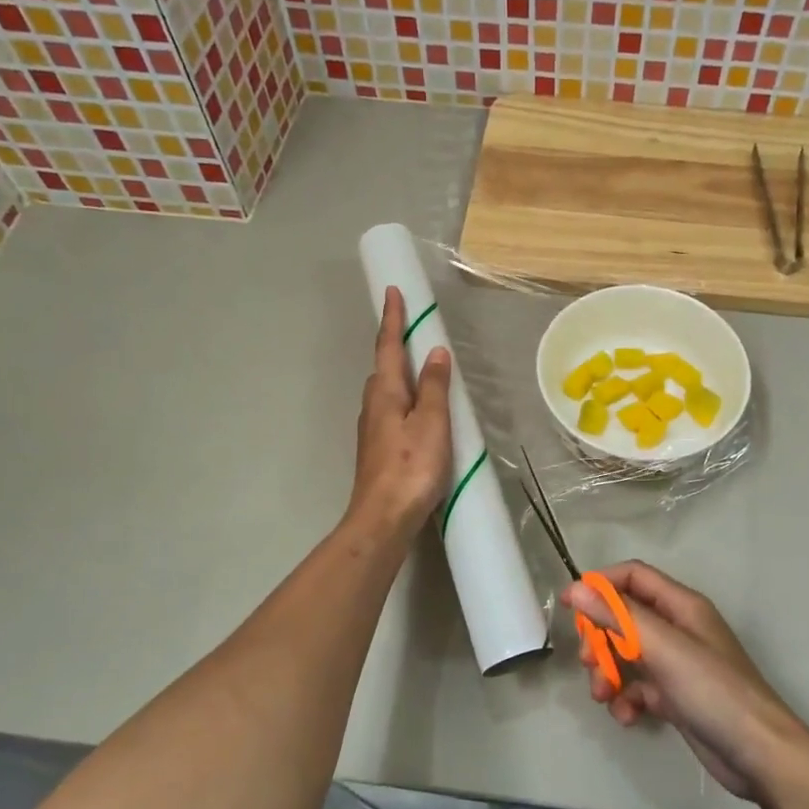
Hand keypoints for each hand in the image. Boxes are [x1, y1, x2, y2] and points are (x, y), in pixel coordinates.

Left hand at [349, 286, 452, 534]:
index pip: (389, 346)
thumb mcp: (431, 423)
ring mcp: (373, 429)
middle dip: (395, 343)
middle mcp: (373, 405)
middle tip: (411, 325)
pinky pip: (392, 409)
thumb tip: (436, 352)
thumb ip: (434, 387)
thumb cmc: (411, 467)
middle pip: (384, 367)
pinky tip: (416, 409)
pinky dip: (404, 397)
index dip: (393, 319)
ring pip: (386, 390)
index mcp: (386, 393)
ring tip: (419, 364)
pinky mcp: (378, 448)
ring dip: (400, 371)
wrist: (383, 517)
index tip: (392, 291)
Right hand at [563, 561, 808, 799]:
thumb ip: (618, 616)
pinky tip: (627, 717)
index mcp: (681, 606)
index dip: (601, 585)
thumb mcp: (663, 648)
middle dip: (600, 637)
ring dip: (608, 672)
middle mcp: (678, 629)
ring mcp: (677, 664)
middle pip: (625, 617)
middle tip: (588, 661)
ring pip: (627, 655)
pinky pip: (638, 687)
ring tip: (604, 696)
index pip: (633, 577)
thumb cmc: (714, 690)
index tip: (571, 606)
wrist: (759, 755)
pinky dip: (626, 699)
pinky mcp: (675, 697)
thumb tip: (576, 589)